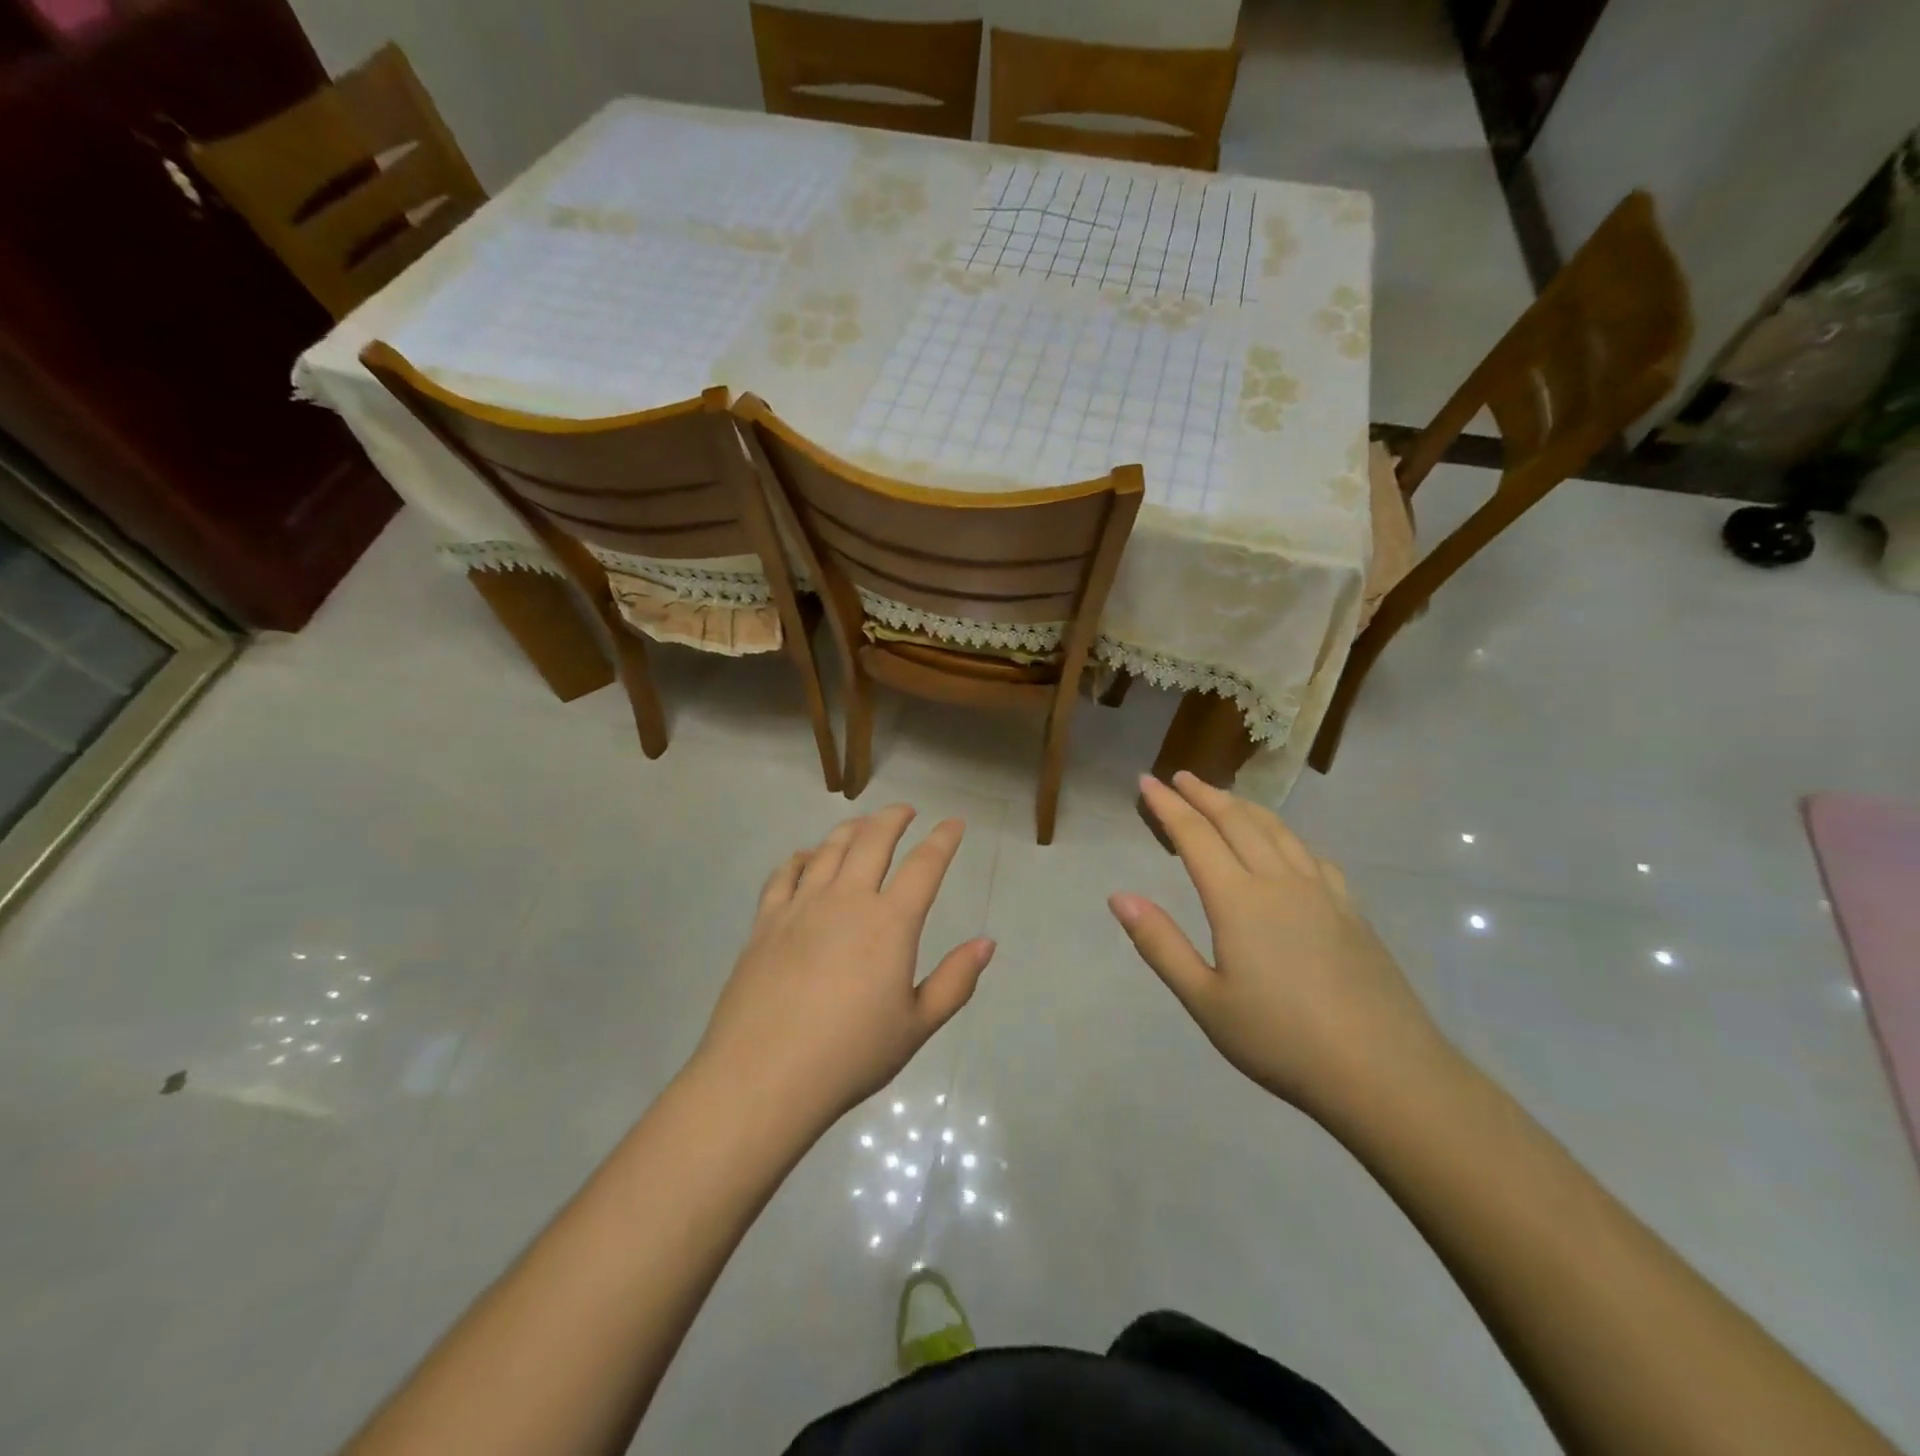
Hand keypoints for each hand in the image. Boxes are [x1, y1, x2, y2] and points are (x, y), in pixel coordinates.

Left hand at [693, 805, 994, 1134]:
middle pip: (873, 841)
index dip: (943, 840)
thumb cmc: (850, 1055)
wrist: (763, 1076)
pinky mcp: (766, 921)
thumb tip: (987, 943)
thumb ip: (955, 981)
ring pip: (829, 848)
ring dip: (851, 829)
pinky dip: (802, 857)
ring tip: (863, 824)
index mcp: (890, 923)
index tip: (954, 823)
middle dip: (893, 818)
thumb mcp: (916, 1026)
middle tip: (906, 811)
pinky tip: (807, 857)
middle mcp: (847, 900)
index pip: (924, 865)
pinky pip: (785, 873)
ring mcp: (801, 906)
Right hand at [1111, 772, 1446, 1118]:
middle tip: (1180, 777)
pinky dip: (1286, 836)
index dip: (1167, 807)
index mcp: (1239, 900)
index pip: (1195, 836)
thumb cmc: (1282, 1040)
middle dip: (1204, 795)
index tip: (1146, 781)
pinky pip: (1311, 855)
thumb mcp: (1205, 1001)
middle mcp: (1279, 882)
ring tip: (1224, 797)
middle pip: (1237, 822)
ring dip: (1244, 807)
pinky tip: (1286, 846)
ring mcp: (1322, 893)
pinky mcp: (1351, 910)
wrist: (1385, 1073)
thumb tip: (1119, 897)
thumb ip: (1160, 944)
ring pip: (1277, 831)